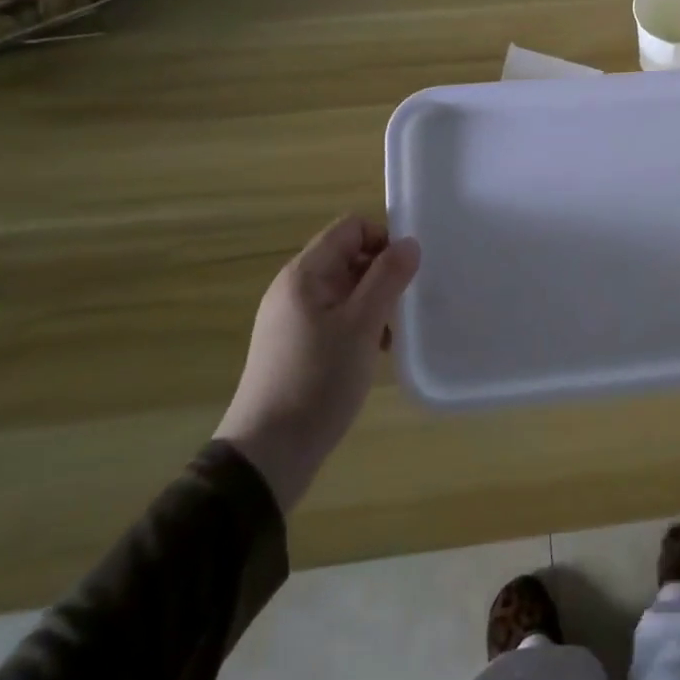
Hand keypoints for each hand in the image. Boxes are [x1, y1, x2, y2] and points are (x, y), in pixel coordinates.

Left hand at [216, 217, 420, 510]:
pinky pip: (335, 316)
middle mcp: (294, 288)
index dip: (383, 238)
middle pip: (347, 256)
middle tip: (405, 304)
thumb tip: (410, 242)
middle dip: (382, 273)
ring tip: (392, 333)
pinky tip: (374, 352)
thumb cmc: (319, 379)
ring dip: (374, 301)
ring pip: (345, 289)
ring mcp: (291, 318)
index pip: (350, 228)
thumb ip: (388, 278)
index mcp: (305, 274)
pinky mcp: (295, 345)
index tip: (408, 272)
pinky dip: (359, 324)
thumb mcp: (363, 325)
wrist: (270, 451)